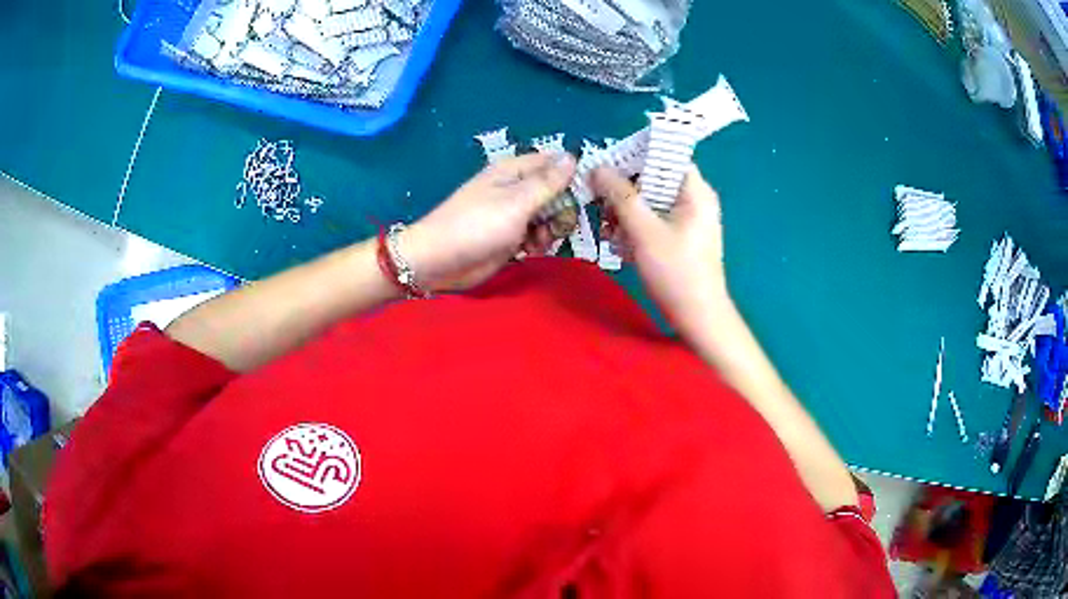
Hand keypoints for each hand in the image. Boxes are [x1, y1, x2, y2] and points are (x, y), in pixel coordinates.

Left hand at [400, 152, 574, 291]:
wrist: (439, 262)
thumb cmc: (477, 226)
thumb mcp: (517, 202)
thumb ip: (548, 182)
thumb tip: (572, 156)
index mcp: (514, 171)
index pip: (554, 163)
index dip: (572, 175)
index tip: (589, 193)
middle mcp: (516, 189)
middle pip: (556, 191)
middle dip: (563, 208)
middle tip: (559, 224)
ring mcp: (513, 214)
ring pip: (549, 216)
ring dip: (551, 229)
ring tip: (539, 240)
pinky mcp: (511, 237)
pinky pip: (537, 235)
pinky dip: (538, 242)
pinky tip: (530, 250)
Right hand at [591, 166, 730, 335]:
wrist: (699, 318)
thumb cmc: (676, 272)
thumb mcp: (645, 231)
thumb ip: (621, 197)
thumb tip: (598, 168)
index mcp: (696, 191)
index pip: (666, 156)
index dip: (636, 156)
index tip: (608, 165)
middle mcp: (695, 200)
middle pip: (655, 179)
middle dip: (626, 190)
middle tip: (603, 203)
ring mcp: (689, 220)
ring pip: (652, 201)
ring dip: (627, 211)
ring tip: (608, 228)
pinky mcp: (681, 238)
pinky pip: (655, 220)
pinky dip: (637, 226)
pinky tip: (621, 243)